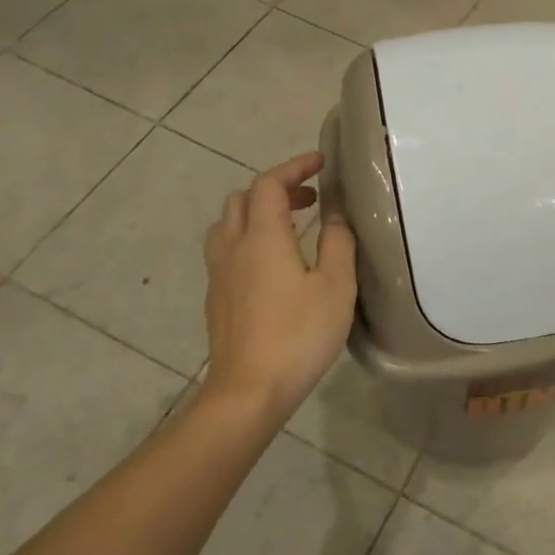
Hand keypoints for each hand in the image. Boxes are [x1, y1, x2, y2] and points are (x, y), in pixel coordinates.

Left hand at [202, 152, 356, 422]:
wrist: (248, 391)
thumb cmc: (299, 335)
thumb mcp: (336, 286)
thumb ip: (338, 242)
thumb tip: (336, 214)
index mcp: (263, 237)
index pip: (270, 184)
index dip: (294, 167)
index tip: (320, 163)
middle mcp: (233, 247)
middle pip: (243, 199)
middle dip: (277, 188)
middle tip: (310, 198)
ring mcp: (219, 274)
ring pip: (228, 224)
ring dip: (256, 213)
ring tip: (288, 226)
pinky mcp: (216, 298)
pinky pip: (225, 250)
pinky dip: (248, 238)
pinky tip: (271, 264)